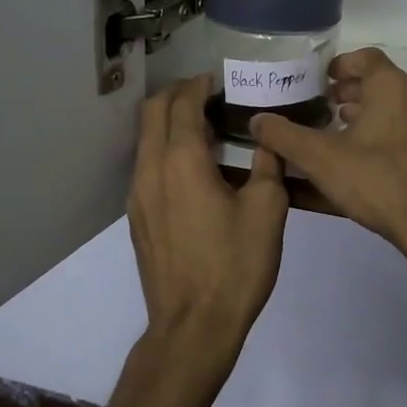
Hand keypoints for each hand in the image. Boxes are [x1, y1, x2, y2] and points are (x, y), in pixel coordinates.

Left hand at [127, 75, 288, 370]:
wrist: (193, 327)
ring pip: (146, 139)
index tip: (219, 79)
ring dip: (169, 122)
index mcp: (182, 161)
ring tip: (205, 127)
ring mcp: (138, 195)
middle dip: (177, 94)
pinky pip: (146, 165)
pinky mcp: (138, 218)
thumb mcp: (268, 210)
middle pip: (152, 113)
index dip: (199, 85)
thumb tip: (266, 135)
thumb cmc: (235, 265)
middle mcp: (151, 170)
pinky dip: (165, 149)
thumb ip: (268, 163)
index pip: (182, 103)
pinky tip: (194, 168)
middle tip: (209, 94)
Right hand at [249, 48, 406, 255]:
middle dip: (353, 90)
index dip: (341, 65)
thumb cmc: (376, 181)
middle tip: (327, 106)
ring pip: (399, 106)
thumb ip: (285, 136)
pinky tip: (373, 158)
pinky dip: (391, 131)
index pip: (366, 58)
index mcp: (393, 87)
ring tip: (346, 132)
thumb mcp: (320, 159)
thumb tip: (257, 120)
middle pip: (382, 81)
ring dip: (372, 112)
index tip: (322, 81)